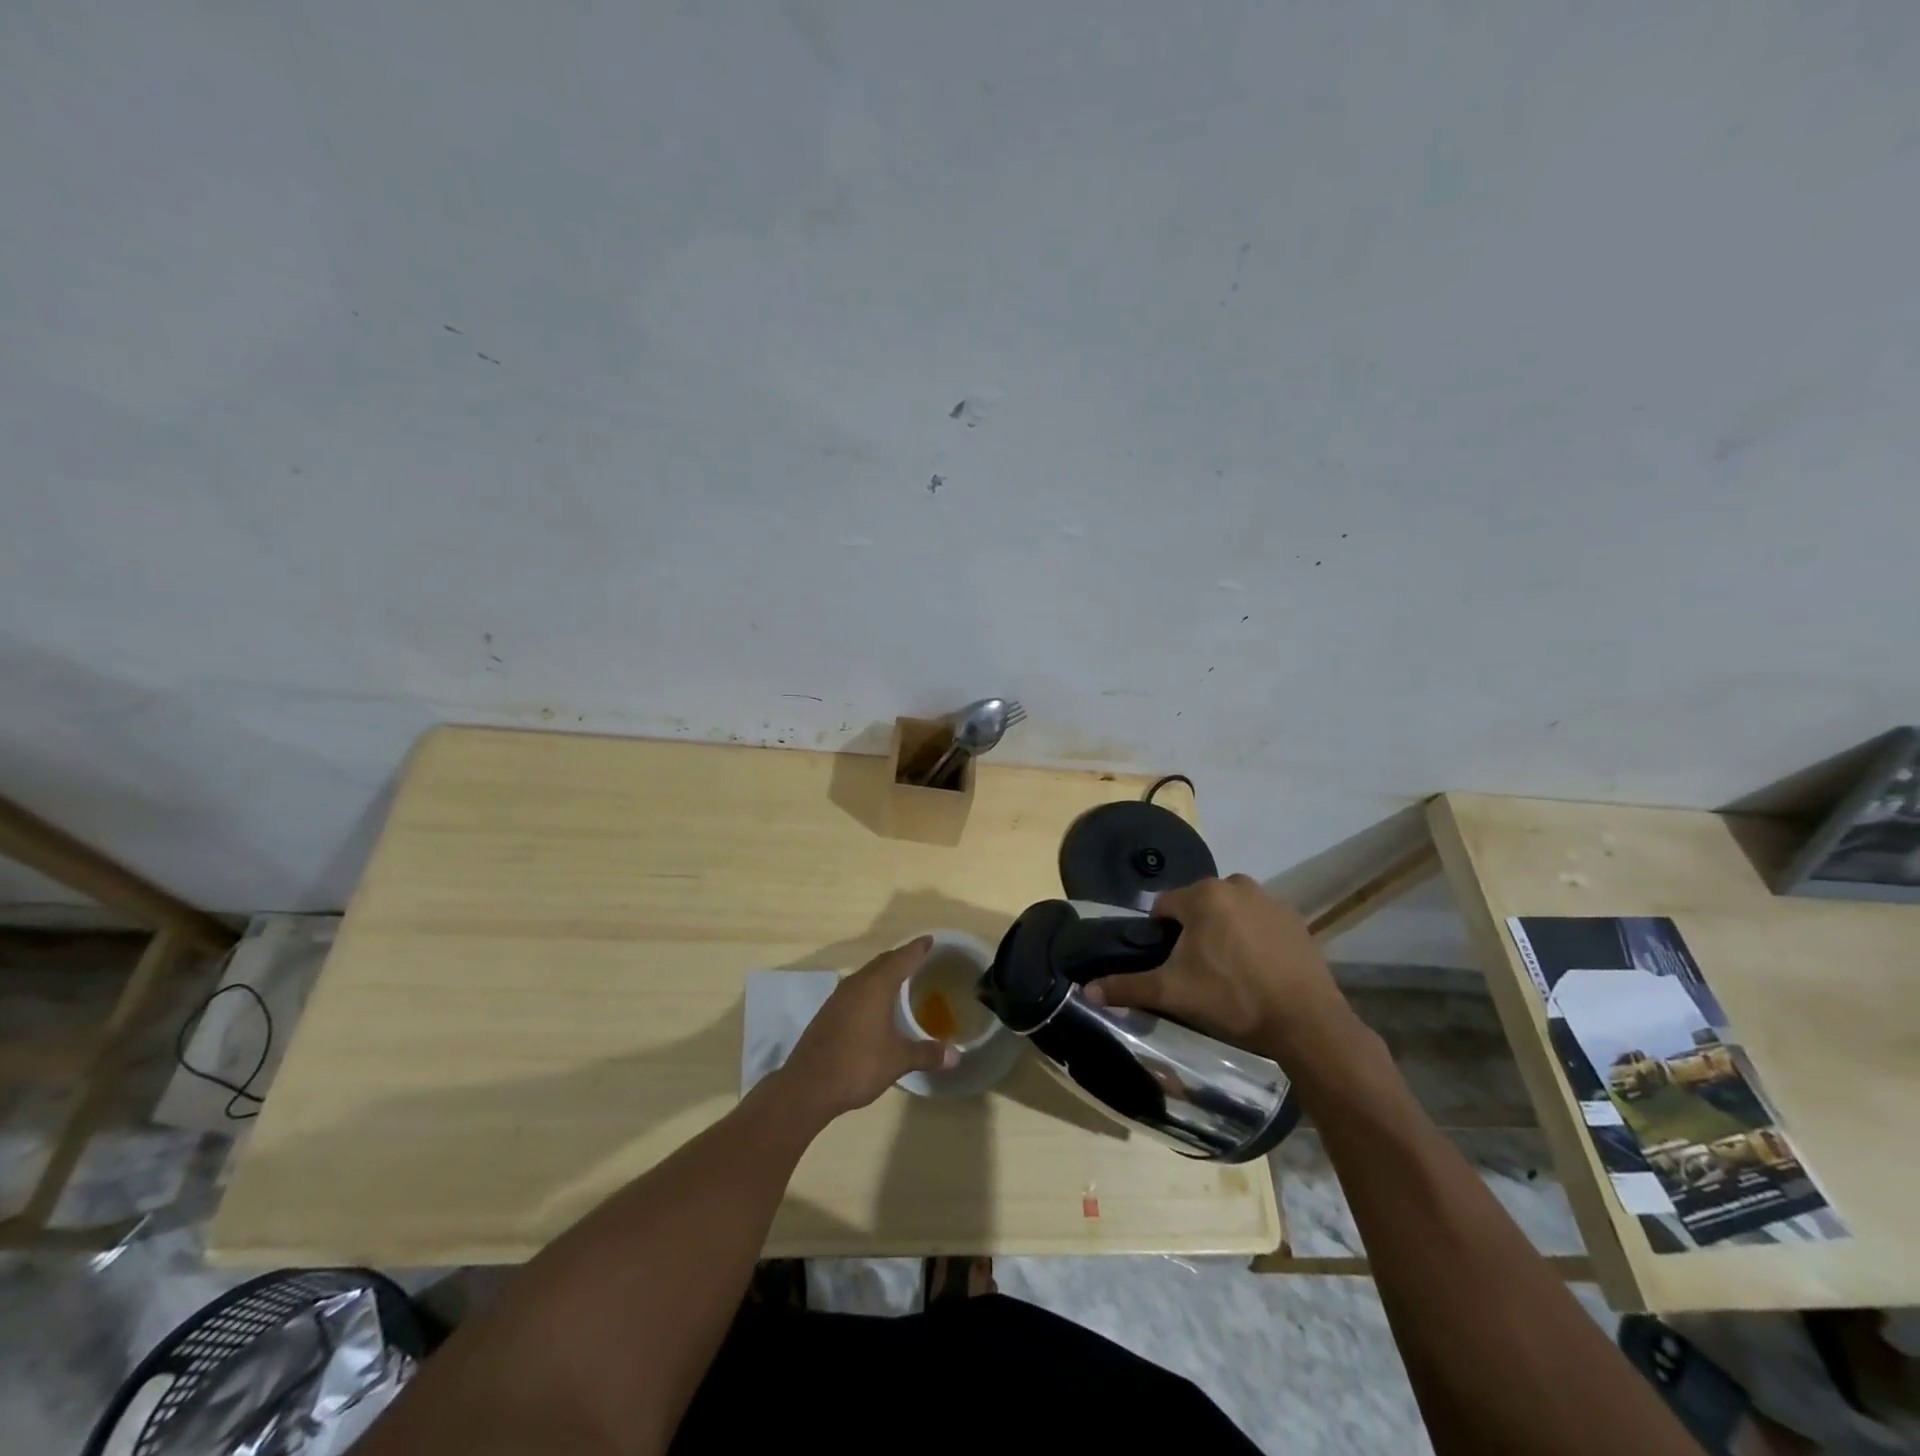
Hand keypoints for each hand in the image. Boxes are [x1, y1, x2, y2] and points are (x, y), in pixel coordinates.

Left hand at [777, 937, 956, 1120]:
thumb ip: (927, 1054)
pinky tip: (876, 1005)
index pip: (902, 958)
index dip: (917, 948)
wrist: (807, 1086)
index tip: (930, 940)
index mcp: (876, 986)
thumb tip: (956, 1055)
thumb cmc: (857, 1065)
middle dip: (901, 957)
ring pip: (866, 975)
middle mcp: (856, 984)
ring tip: (900, 979)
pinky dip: (870, 988)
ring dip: (883, 972)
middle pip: (882, 962)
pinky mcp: (828, 1012)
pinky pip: (856, 989)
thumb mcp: (898, 1060)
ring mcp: (838, 998)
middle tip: (919, 958)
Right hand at [1084, 875, 1355, 1062]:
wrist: (1307, 1022)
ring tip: (1228, 972)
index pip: (1165, 907)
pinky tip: (1257, 970)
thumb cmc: (1233, 1000)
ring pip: (1229, 911)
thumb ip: (1128, 987)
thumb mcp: (1173, 994)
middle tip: (1197, 971)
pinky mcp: (1295, 919)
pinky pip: (1259, 921)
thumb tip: (1088, 991)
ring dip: (1223, 932)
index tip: (1170, 965)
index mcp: (1204, 896)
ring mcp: (1270, 900)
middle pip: (1198, 906)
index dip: (1161, 936)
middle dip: (1193, 932)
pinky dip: (1252, 938)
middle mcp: (1236, 885)